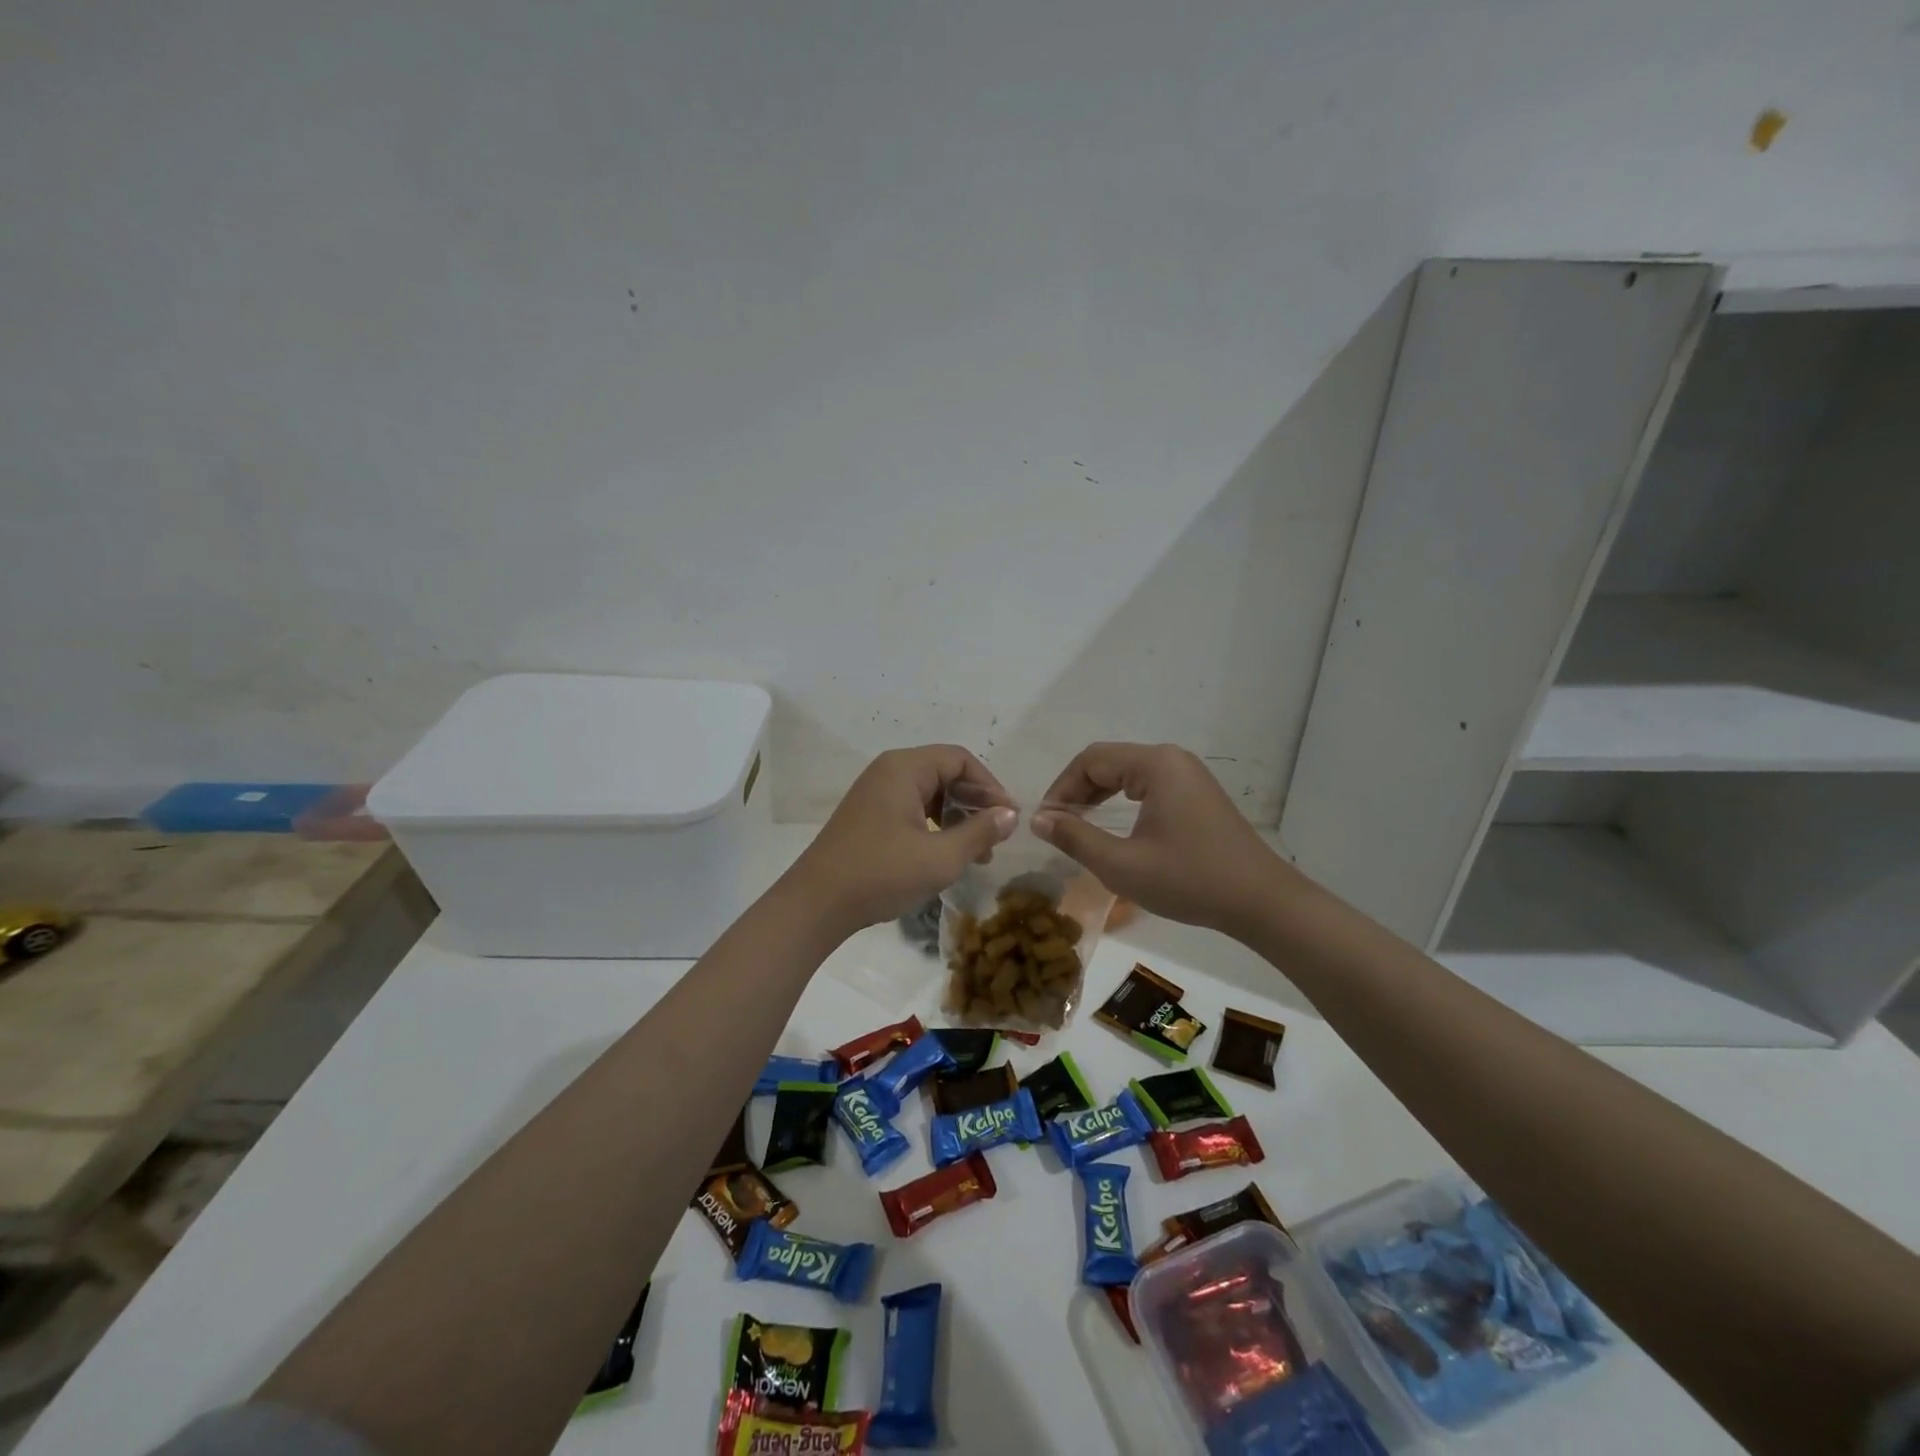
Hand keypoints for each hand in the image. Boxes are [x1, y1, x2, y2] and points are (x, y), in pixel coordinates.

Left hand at [786, 746, 1017, 933]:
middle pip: (945, 773)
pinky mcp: (868, 815)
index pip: (960, 760)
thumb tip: (1010, 814)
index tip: (1009, 817)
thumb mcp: (941, 857)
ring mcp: (875, 793)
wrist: (816, 904)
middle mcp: (888, 771)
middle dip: (975, 803)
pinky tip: (946, 854)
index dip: (990, 786)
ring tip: (977, 853)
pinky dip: (935, 825)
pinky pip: (912, 808)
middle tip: (997, 836)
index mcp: (905, 768)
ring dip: (957, 817)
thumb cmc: (882, 874)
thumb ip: (980, 832)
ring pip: (929, 793)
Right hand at [1033, 742, 1293, 935]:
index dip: (1061, 788)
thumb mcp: (1122, 864)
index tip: (1045, 821)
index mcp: (1155, 765)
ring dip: (1098, 795)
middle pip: (1109, 761)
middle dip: (1077, 791)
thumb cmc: (1189, 880)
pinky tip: (1114, 824)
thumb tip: (1038, 818)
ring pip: (1128, 773)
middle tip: (1057, 825)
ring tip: (1078, 825)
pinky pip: (1148, 784)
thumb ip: (1075, 838)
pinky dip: (1123, 800)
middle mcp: (1172, 759)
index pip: (1090, 760)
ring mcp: (1189, 775)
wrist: (1260, 901)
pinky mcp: (1198, 793)